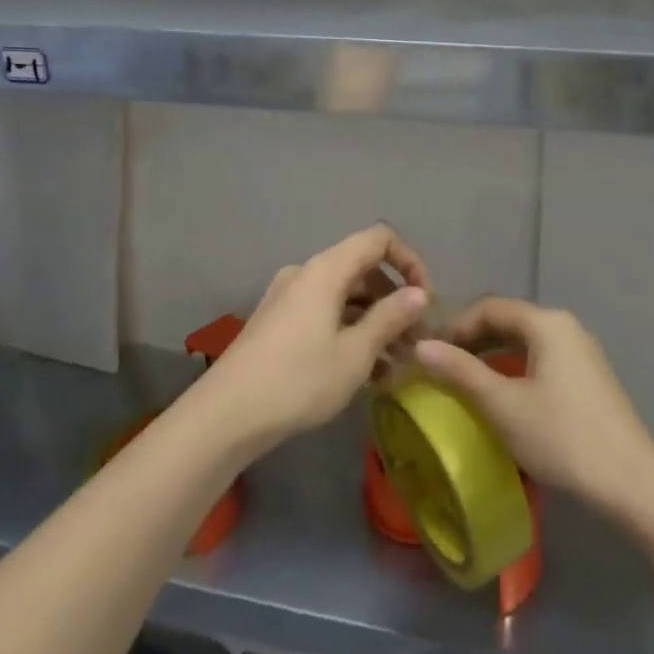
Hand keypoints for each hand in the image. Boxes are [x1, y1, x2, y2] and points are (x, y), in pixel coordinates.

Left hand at [191, 224, 431, 456]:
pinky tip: (365, 371)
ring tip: (396, 363)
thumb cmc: (298, 380)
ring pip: (343, 295)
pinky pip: (324, 313)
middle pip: (362, 268)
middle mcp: (306, 272)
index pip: (379, 239)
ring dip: (373, 320)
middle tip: (416, 341)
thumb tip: (418, 293)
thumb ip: (390, 318)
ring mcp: (288, 296)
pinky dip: (349, 330)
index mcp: (326, 269)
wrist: (226, 414)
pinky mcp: (277, 321)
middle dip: (394, 299)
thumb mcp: (354, 354)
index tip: (426, 301)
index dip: (410, 261)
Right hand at [413, 298, 653, 519]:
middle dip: (472, 340)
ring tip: (466, 382)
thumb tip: (419, 346)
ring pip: (525, 341)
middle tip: (442, 366)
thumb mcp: (503, 406)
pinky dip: (515, 368)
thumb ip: (460, 372)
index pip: (488, 308)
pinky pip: (542, 359)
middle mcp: (566, 326)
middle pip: (508, 320)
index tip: (429, 353)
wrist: (635, 487)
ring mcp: (582, 352)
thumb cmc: (563, 439)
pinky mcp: (590, 378)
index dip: (455, 326)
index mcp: (546, 323)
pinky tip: (504, 397)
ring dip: (492, 355)